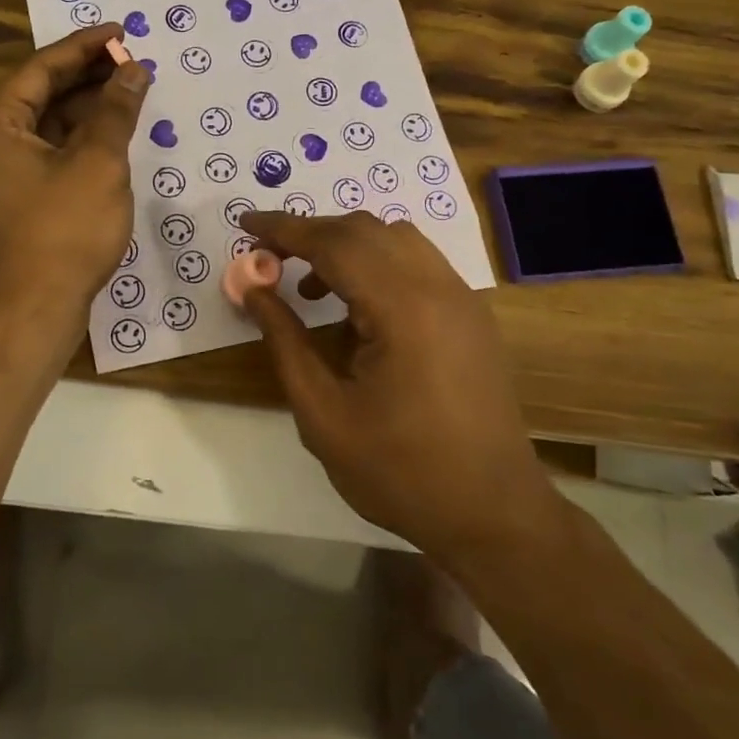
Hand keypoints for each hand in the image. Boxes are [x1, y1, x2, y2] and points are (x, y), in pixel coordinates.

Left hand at [0, 24, 148, 339]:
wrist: (31, 312)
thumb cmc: (62, 231)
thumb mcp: (97, 164)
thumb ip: (116, 111)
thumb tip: (134, 70)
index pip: (41, 69)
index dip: (84, 47)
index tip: (121, 32)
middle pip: (42, 96)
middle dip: (89, 78)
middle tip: (133, 62)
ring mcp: (2, 176)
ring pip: (49, 128)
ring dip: (88, 111)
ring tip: (132, 95)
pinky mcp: (19, 203)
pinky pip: (51, 156)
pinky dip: (82, 143)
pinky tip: (115, 138)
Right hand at [240, 211, 562, 564]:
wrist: (493, 514)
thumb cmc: (400, 472)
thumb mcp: (323, 414)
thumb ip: (284, 341)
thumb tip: (253, 288)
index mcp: (403, 308)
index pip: (333, 242)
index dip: (283, 228)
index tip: (244, 223)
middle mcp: (439, 287)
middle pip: (365, 230)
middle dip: (310, 234)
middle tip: (268, 258)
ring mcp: (462, 299)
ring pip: (395, 239)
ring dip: (345, 247)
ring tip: (308, 288)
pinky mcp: (471, 316)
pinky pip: (417, 263)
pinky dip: (376, 264)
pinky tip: (355, 309)